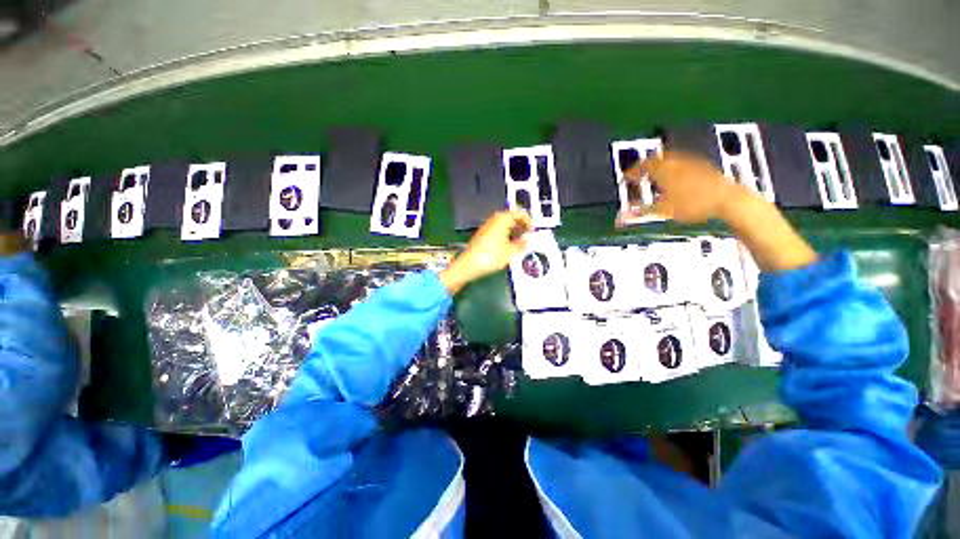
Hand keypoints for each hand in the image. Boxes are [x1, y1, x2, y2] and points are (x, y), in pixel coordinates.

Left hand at [439, 211, 532, 294]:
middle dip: (522, 226)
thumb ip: (521, 245)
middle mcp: (494, 220)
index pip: (520, 213)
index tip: (533, 231)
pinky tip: (509, 246)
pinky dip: (506, 235)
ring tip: (520, 243)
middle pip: (512, 217)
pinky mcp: (483, 235)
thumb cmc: (490, 256)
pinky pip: (499, 230)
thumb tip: (527, 241)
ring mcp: (487, 227)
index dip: (529, 222)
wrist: (468, 265)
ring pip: (505, 224)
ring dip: (514, 231)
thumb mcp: (510, 252)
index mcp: (502, 219)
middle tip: (528, 236)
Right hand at [623, 151, 746, 223]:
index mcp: (663, 170)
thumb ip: (641, 211)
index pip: (642, 166)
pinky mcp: (704, 166)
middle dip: (645, 165)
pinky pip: (683, 162)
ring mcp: (692, 162)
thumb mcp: (663, 211)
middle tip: (639, 174)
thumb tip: (620, 216)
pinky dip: (674, 168)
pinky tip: (676, 178)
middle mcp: (676, 162)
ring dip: (660, 165)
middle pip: (656, 158)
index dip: (632, 172)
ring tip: (655, 176)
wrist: (728, 200)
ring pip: (670, 159)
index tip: (625, 178)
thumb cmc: (693, 205)